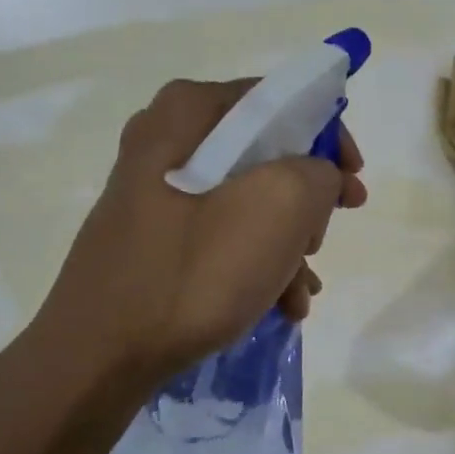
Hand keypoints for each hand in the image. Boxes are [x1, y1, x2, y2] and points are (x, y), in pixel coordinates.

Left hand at [25, 77, 367, 389]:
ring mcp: (155, 192)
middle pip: (266, 154)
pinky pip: (220, 234)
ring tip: (300, 293)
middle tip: (321, 241)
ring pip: (247, 200)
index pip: (280, 99)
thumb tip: (316, 178)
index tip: (354, 183)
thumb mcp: (280, 207)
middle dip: (306, 203)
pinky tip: (278, 305)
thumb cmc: (195, 271)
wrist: (100, 355)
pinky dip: (255, 263)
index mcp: (189, 112)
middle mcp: (166, 140)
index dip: (329, 138)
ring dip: (286, 244)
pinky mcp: (153, 236)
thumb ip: (318, 172)